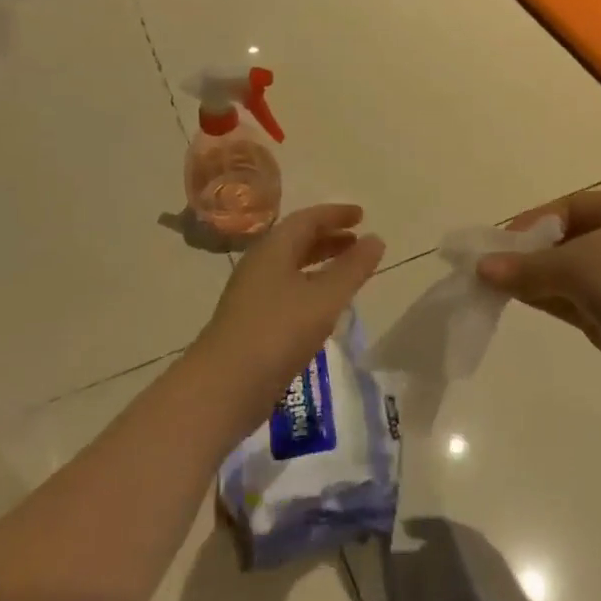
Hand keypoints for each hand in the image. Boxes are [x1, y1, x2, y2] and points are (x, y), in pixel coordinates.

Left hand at [191, 205, 385, 431]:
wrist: (224, 386)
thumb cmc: (278, 333)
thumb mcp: (324, 298)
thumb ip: (352, 268)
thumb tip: (376, 239)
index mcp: (273, 249)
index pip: (307, 219)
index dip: (335, 214)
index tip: (362, 215)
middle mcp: (260, 265)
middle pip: (297, 241)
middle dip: (329, 237)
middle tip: (358, 241)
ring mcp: (253, 294)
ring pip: (291, 267)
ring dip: (320, 263)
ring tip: (347, 272)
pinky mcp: (252, 322)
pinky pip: (287, 291)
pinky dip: (310, 287)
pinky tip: (324, 307)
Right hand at [477, 190, 600, 401]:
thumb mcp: (576, 264)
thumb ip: (527, 266)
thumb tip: (482, 268)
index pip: (567, 208)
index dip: (530, 223)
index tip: (498, 243)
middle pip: (565, 241)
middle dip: (528, 254)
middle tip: (490, 268)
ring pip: (568, 274)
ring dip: (534, 279)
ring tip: (492, 286)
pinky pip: (574, 301)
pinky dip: (547, 299)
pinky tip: (516, 300)